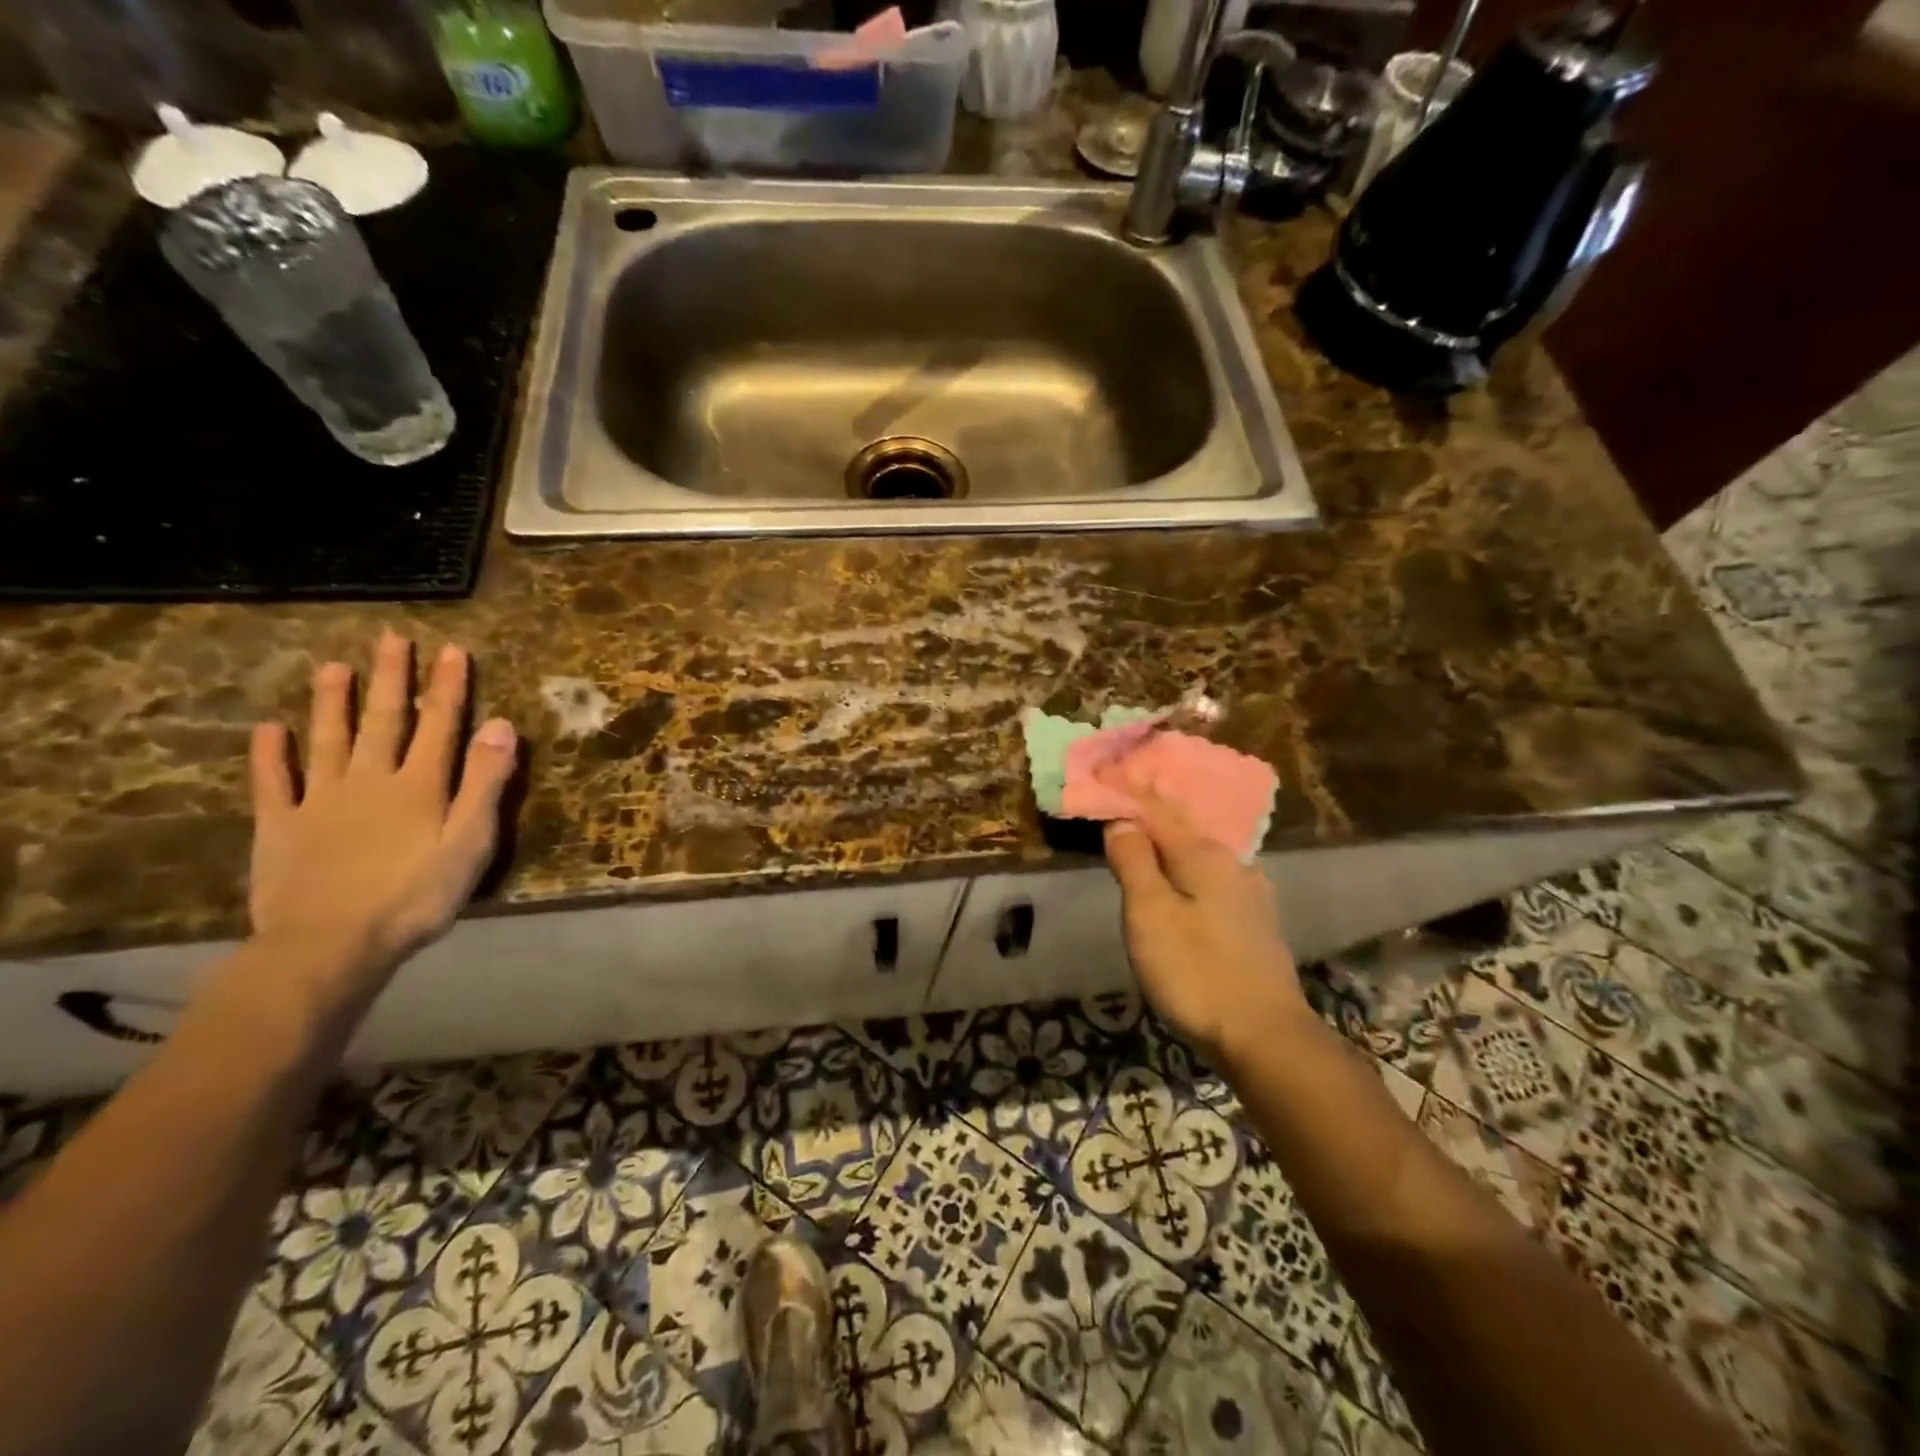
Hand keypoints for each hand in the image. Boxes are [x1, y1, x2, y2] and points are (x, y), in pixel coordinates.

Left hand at [248, 632, 517, 1001]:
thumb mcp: (470, 841)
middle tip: (391, 638)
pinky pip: (275, 782)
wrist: (330, 944)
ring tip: (334, 667)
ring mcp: (320, 800)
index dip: (448, 686)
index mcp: (420, 785)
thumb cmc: (416, 896)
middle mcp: (371, 780)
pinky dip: (271, 754)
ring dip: (332, 702)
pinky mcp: (281, 826)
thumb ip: (485, 782)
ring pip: (329, 740)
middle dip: (391, 678)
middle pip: (384, 720)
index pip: (440, 725)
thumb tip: (501, 725)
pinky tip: (270, 730)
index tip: (452, 649)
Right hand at [1103, 793, 1308, 1059]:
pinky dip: (1188, 868)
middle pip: (1183, 827)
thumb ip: (1134, 862)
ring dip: (1169, 842)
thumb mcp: (1150, 915)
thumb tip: (1121, 821)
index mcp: (1205, 854)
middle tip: (1117, 801)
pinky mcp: (1255, 922)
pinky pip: (1213, 877)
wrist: (1266, 1037)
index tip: (1100, 777)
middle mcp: (1234, 863)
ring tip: (1143, 837)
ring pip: (1200, 854)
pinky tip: (1181, 878)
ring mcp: (1251, 893)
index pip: (1158, 808)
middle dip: (1149, 813)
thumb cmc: (1197, 972)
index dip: (1126, 792)